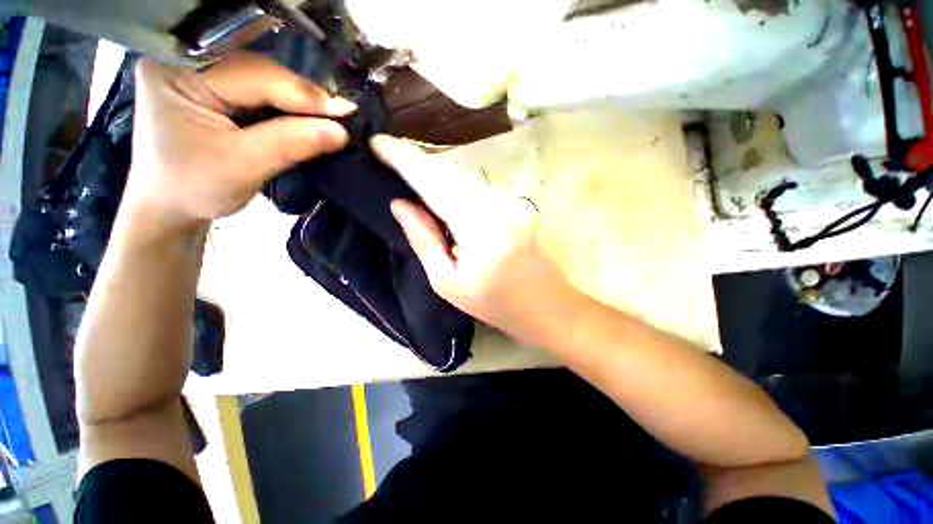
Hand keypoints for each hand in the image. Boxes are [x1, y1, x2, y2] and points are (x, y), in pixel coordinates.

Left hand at [123, 52, 356, 233]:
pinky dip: (288, 106)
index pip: (253, 75)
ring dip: (299, 101)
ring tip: (331, 118)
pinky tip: (308, 117)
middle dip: (303, 97)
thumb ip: (291, 144)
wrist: (170, 205)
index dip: (303, 95)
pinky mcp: (214, 86)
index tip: (346, 113)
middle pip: (260, 70)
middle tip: (342, 116)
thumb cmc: (194, 188)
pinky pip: (261, 90)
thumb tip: (341, 132)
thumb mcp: (243, 167)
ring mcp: (201, 71)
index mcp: (177, 73)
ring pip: (265, 78)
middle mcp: (187, 61)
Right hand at [371, 135, 572, 343]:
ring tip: (410, 174)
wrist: (545, 306)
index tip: (378, 143)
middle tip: (388, 156)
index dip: (405, 160)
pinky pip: (479, 188)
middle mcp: (500, 206)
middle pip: (451, 175)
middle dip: (418, 164)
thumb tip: (400, 204)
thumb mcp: (448, 282)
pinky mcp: (519, 204)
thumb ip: (424, 240)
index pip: (436, 185)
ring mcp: (514, 202)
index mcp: (481, 229)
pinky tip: (443, 194)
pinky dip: (456, 187)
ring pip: (465, 179)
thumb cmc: (494, 303)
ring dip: (436, 175)